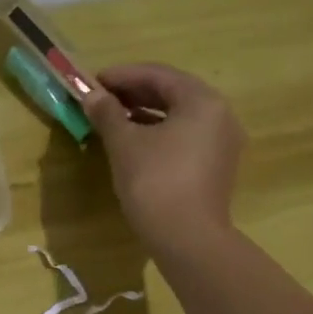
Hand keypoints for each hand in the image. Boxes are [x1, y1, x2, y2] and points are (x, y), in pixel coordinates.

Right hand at [83, 63, 244, 252]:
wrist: (187, 239)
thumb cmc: (154, 182)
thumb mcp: (124, 144)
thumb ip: (108, 113)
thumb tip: (91, 95)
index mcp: (202, 101)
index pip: (159, 74)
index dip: (123, 75)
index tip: (93, 81)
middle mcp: (220, 115)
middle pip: (173, 92)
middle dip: (135, 92)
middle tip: (101, 98)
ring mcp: (222, 143)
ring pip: (179, 116)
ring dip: (145, 112)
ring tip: (113, 118)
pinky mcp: (216, 167)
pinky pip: (185, 137)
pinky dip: (159, 132)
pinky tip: (134, 141)